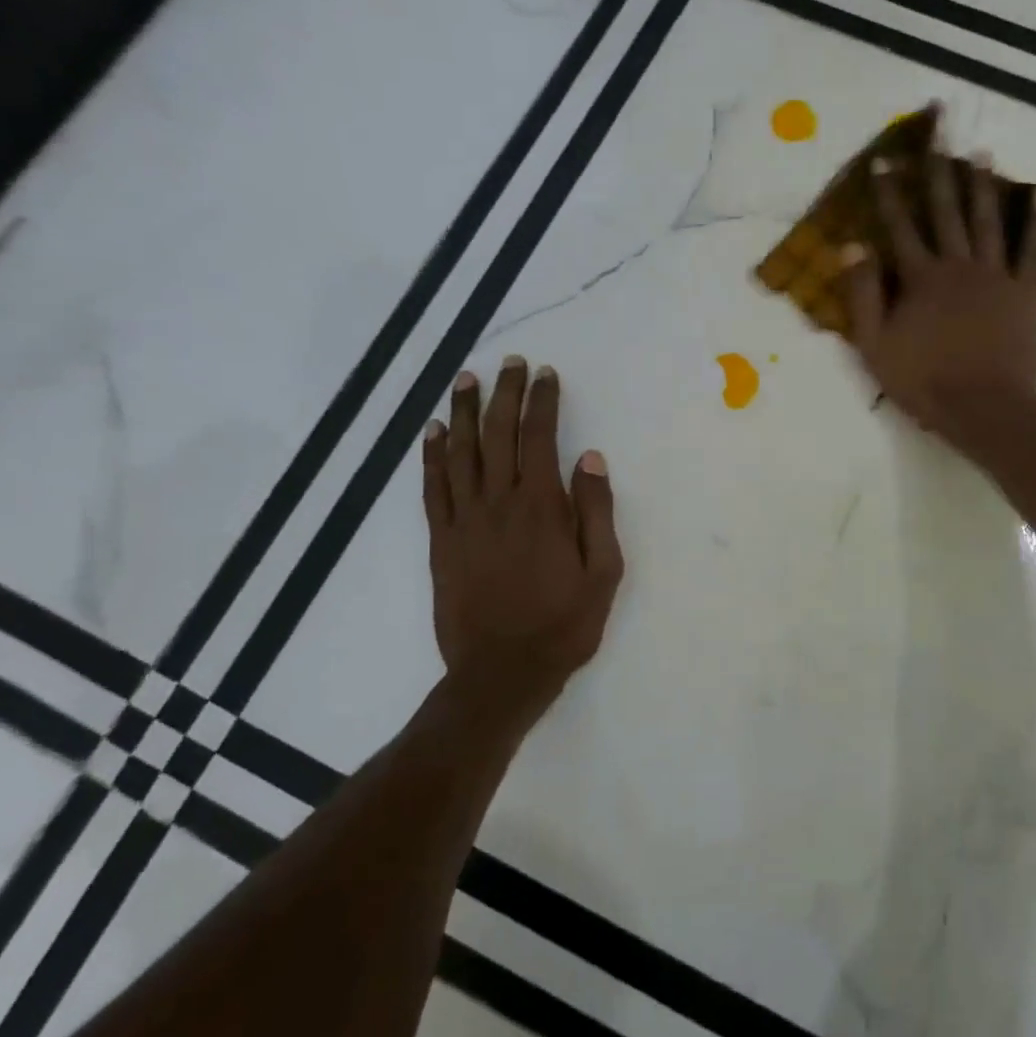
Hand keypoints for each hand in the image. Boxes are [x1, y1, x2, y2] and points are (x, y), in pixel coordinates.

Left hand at [422, 358, 623, 739]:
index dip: (541, 402)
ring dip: (463, 413)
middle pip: (497, 434)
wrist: (502, 672)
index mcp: (542, 507)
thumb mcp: (603, 572)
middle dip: (504, 394)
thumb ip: (596, 512)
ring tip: (465, 381)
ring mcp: (464, 520)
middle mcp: (499, 503)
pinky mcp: (442, 541)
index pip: (538, 438)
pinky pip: (433, 488)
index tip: (545, 374)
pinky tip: (433, 432)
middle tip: (509, 364)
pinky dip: (432, 456)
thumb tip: (590, 459)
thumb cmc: (564, 623)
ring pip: (460, 453)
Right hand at [843, 151, 1035, 444]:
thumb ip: (863, 295)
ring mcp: (996, 276)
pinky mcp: (1025, 293)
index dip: (888, 195)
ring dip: (984, 185)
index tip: (882, 162)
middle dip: (938, 172)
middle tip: (940, 133)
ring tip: (981, 153)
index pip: (899, 228)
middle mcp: (958, 266)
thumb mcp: (875, 346)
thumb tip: (850, 246)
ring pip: (988, 221)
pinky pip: (1035, 250)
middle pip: (946, 212)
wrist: (983, 407)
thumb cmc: (924, 382)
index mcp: (920, 279)